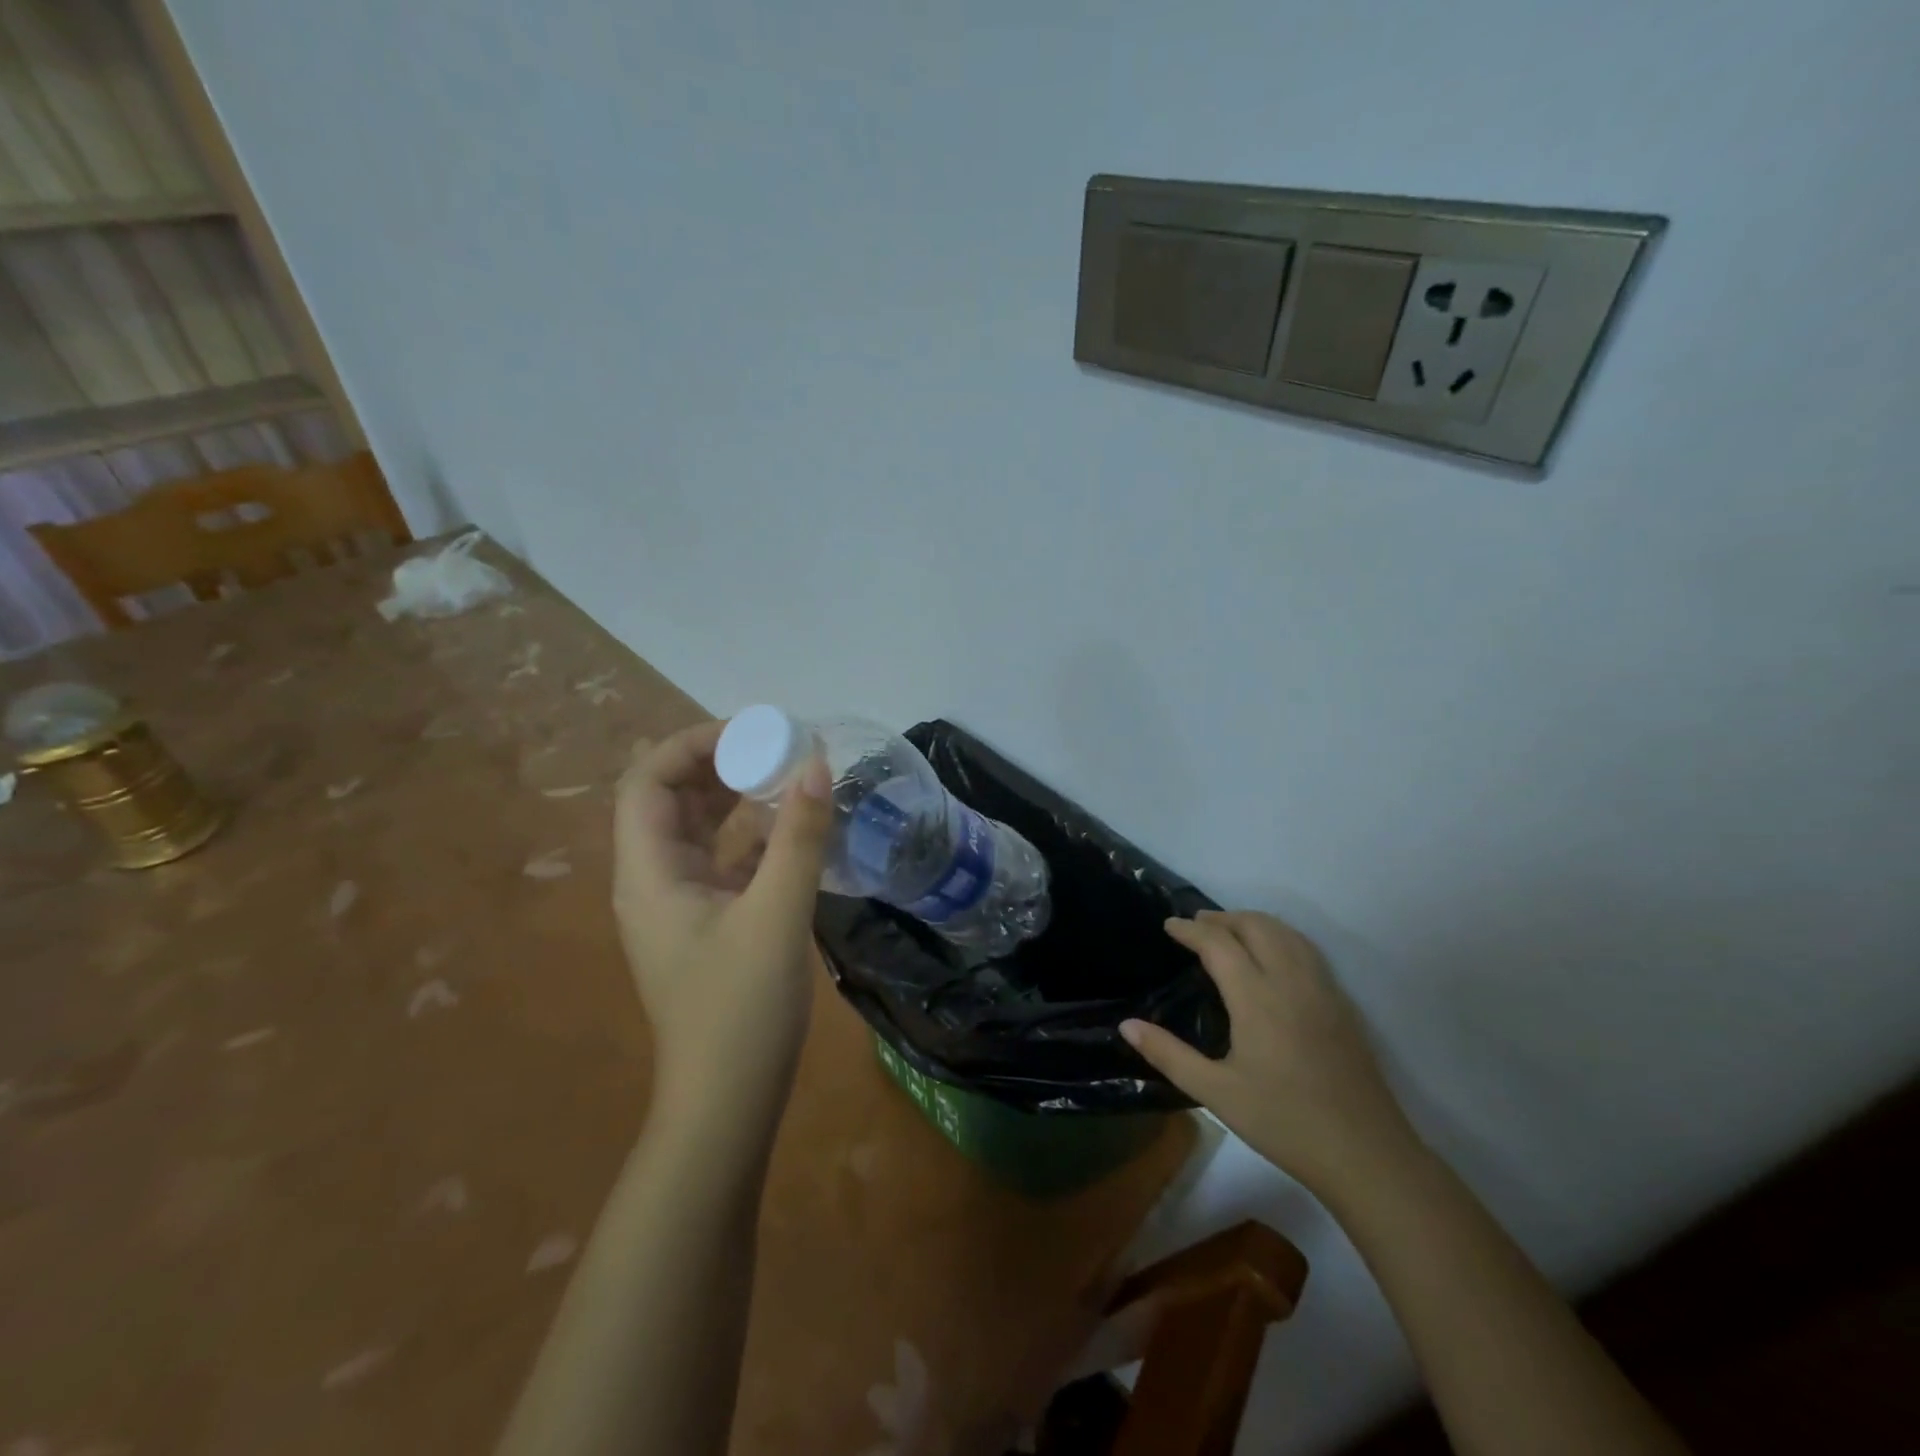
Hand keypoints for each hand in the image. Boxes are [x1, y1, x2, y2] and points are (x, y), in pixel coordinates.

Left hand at [613, 720, 831, 1130]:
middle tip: (777, 747)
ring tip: (786, 774)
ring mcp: (679, 902)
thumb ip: (798, 836)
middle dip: (718, 763)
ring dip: (735, 796)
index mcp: (648, 872)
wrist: (727, 1103)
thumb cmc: (741, 1009)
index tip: (753, 732)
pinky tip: (792, 828)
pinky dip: (751, 834)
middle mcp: (653, 879)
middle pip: (669, 798)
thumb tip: (816, 762)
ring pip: (697, 828)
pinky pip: (722, 858)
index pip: (647, 780)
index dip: (692, 743)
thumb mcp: (777, 915)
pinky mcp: (707, 922)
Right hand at [1122, 910, 1418, 1201]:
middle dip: (1222, 918)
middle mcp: (1290, 981)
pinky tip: (1272, 957)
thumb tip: (1126, 1025)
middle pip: (1255, 926)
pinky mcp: (1341, 1004)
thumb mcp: (1216, 1094)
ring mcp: (1322, 990)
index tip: (1168, 925)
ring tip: (1229, 932)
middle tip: (1195, 926)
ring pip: (1286, 933)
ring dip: (1253, 922)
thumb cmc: (1284, 1122)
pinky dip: (1280, 936)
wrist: (1366, 1155)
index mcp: (1257, 998)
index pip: (1219, 944)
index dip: (1191, 930)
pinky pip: (1307, 950)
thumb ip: (1169, 1054)